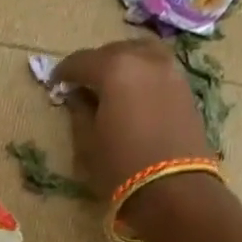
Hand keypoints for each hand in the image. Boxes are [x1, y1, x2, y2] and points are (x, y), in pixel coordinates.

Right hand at [59, 38, 211, 199]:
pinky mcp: (186, 89)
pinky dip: (142, 74)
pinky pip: (157, 69)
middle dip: (94, 64)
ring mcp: (170, 71)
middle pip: (113, 51)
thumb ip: (79, 111)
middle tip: (82, 84)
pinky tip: (134, 94)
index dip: (64, 72)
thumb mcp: (88, 142)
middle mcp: (144, 59)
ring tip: (111, 85)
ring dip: (123, 63)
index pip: (81, 61)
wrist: (175, 190)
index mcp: (115, 68)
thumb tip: (77, 96)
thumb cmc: (121, 167)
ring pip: (140, 54)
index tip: (55, 84)